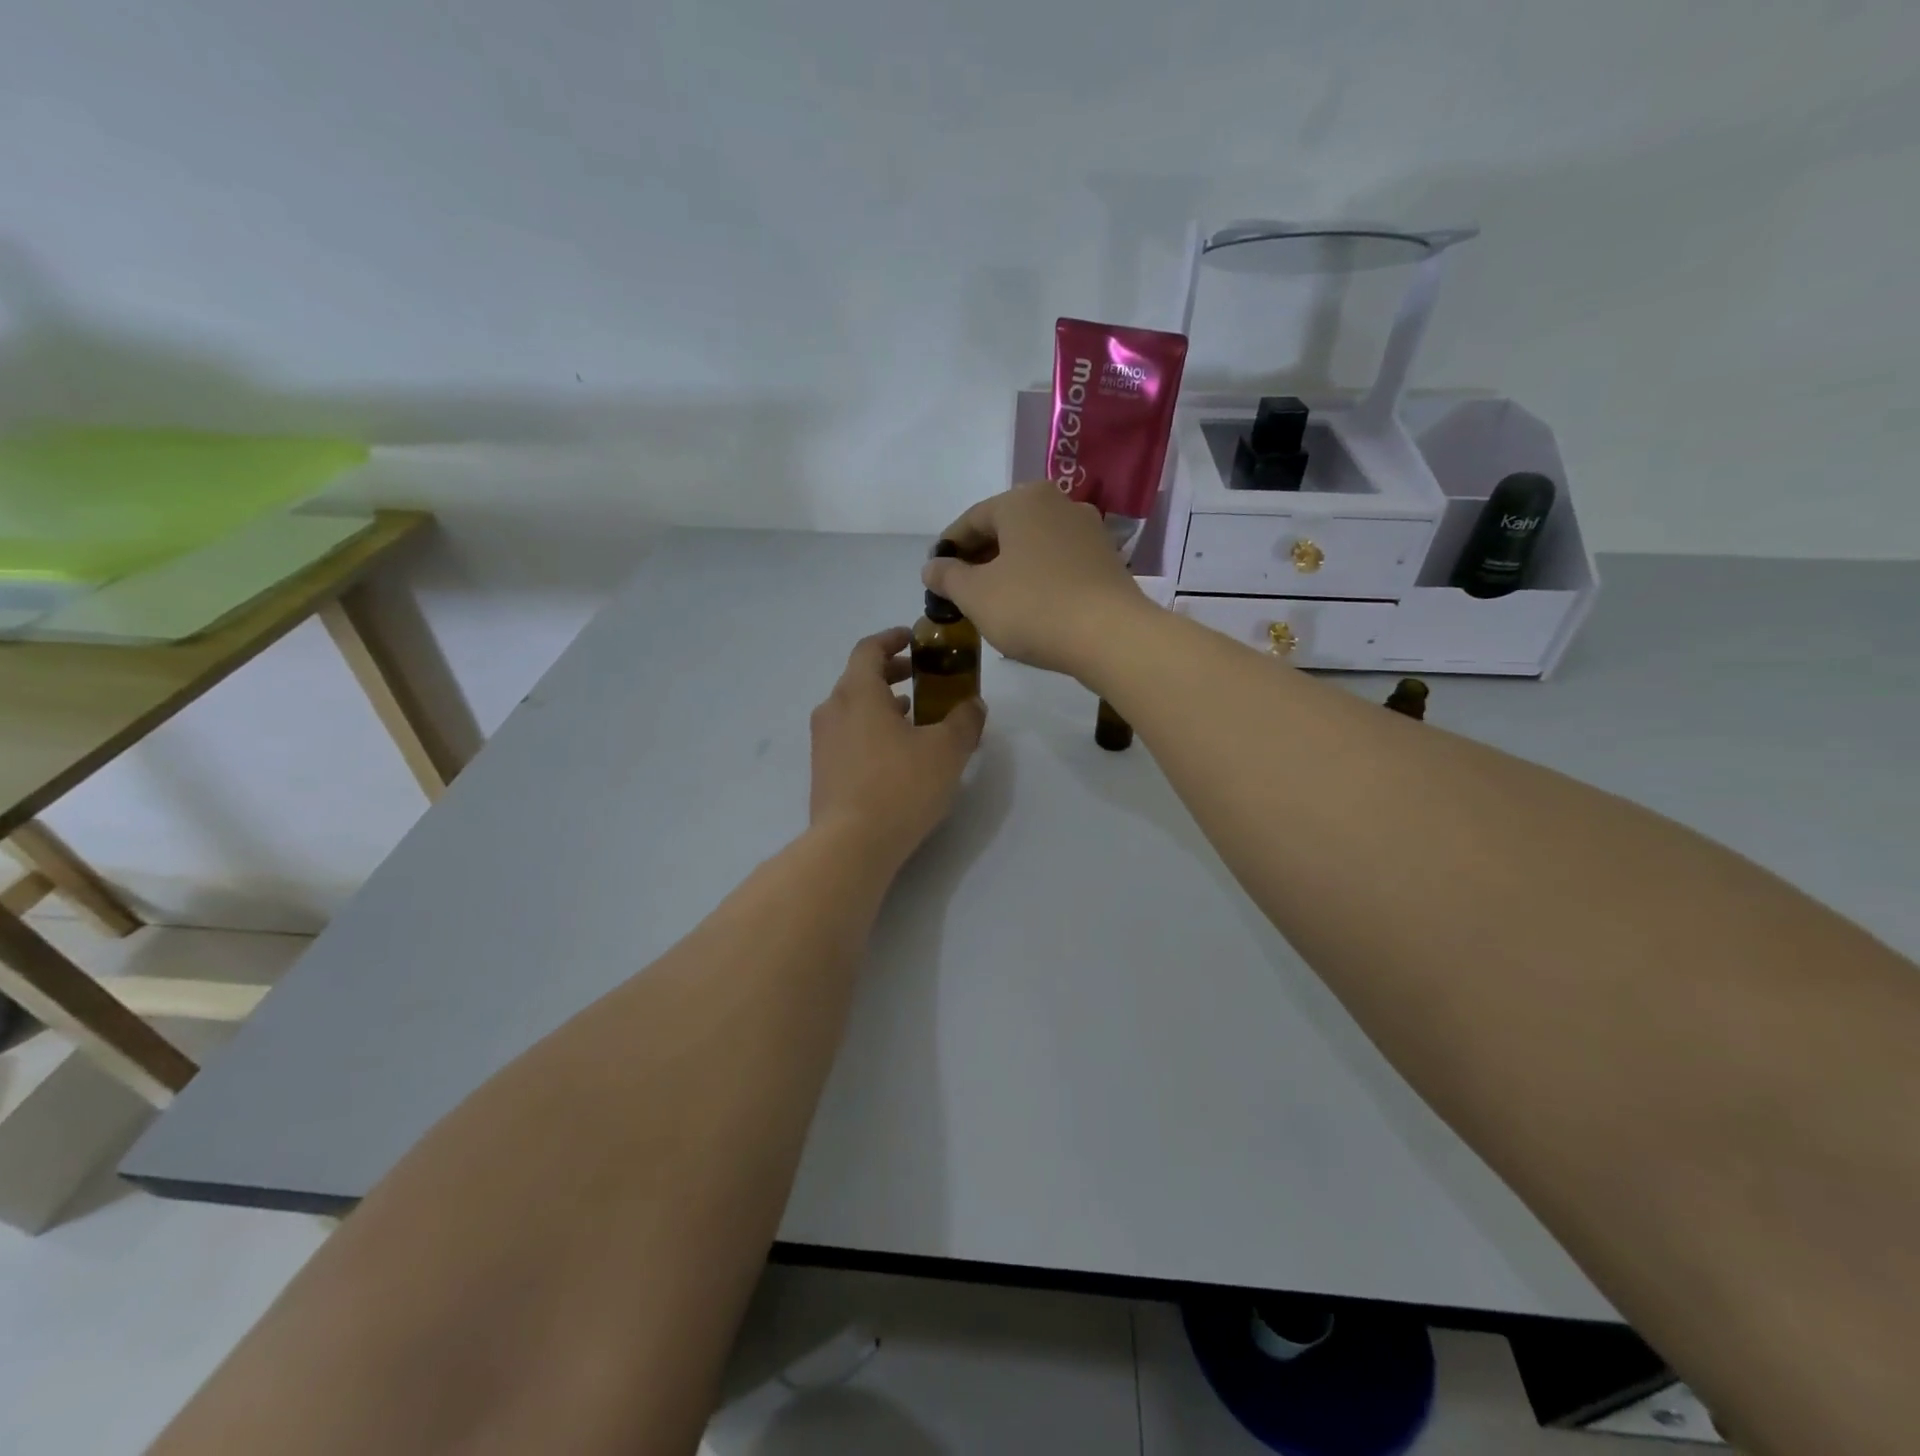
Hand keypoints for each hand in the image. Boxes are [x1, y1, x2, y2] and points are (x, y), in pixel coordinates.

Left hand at [809, 628, 985, 869]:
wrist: (851, 845)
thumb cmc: (900, 786)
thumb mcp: (947, 750)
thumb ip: (965, 721)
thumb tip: (974, 705)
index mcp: (857, 693)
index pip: (869, 649)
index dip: (892, 638)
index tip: (913, 639)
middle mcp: (832, 711)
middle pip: (859, 678)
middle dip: (891, 672)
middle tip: (921, 677)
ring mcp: (823, 743)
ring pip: (853, 709)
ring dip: (882, 705)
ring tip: (914, 716)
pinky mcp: (823, 772)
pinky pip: (848, 736)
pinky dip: (871, 730)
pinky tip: (896, 754)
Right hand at [922, 482, 1154, 676]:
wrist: (1110, 636)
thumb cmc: (1033, 607)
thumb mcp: (976, 595)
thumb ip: (947, 577)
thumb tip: (932, 567)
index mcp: (1023, 500)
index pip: (972, 519)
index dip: (949, 548)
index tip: (935, 575)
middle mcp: (1059, 504)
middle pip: (1006, 529)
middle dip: (980, 558)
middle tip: (961, 591)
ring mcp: (1089, 531)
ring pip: (1034, 546)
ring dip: (1009, 569)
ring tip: (993, 601)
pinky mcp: (1107, 560)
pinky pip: (1059, 563)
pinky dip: (1038, 578)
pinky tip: (1029, 606)